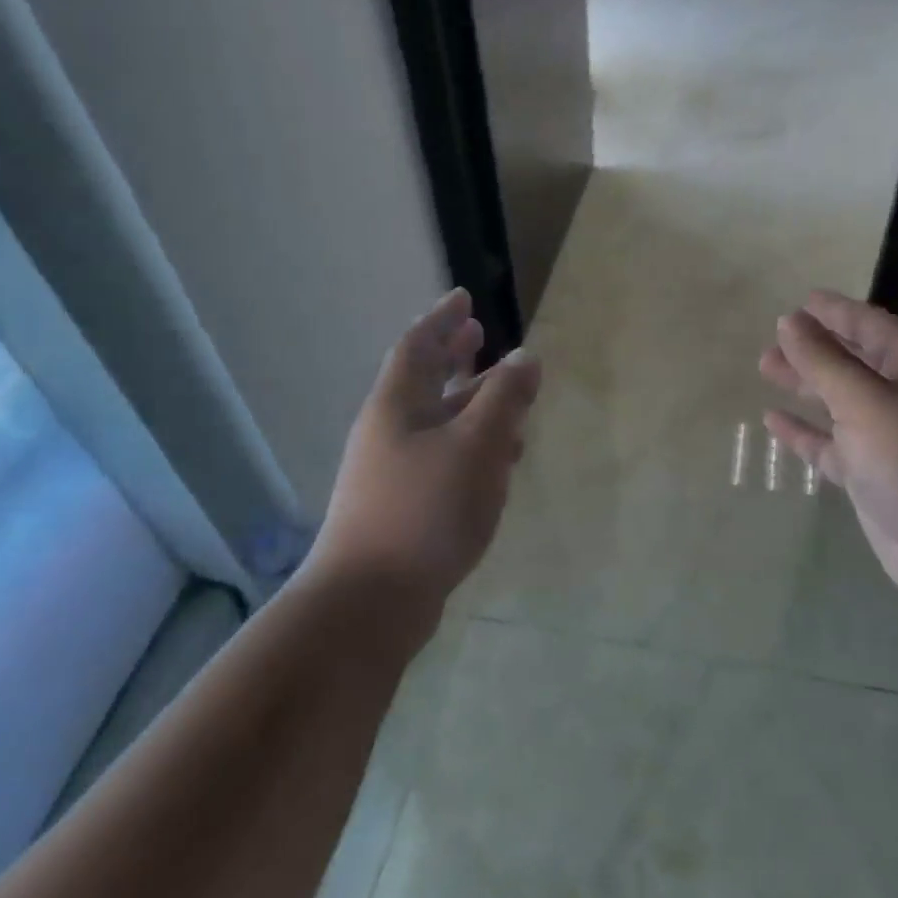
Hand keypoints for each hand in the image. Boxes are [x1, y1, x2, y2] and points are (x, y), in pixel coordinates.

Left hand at [313, 288, 541, 603]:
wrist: (372, 600)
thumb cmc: (425, 509)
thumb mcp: (476, 445)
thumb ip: (504, 398)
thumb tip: (525, 356)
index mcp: (398, 405)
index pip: (418, 345)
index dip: (442, 319)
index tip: (464, 297)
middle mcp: (390, 431)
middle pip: (424, 381)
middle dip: (453, 356)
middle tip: (479, 336)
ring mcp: (393, 471)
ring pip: (437, 422)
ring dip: (470, 404)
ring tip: (505, 396)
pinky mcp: (405, 506)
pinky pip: (443, 458)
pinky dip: (472, 447)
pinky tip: (500, 462)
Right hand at [760, 290, 897, 622]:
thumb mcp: (865, 400)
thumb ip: (823, 361)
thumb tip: (789, 321)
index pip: (872, 325)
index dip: (836, 312)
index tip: (800, 302)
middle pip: (855, 361)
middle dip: (815, 349)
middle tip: (772, 341)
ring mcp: (893, 440)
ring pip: (841, 402)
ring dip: (807, 386)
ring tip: (767, 370)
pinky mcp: (877, 477)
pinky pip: (834, 445)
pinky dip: (807, 432)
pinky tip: (775, 422)